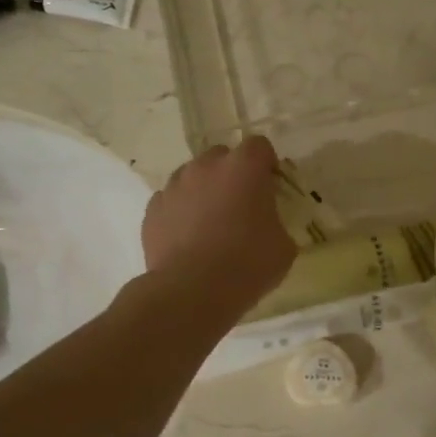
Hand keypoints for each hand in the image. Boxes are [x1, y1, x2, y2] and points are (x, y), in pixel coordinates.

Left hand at [142, 136, 296, 320]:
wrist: (192, 290)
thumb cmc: (248, 264)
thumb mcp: (283, 246)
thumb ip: (276, 223)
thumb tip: (268, 226)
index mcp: (244, 167)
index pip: (259, 146)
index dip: (266, 164)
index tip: (270, 186)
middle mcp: (206, 166)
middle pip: (222, 156)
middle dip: (232, 174)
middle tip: (240, 205)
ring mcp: (175, 186)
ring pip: (192, 176)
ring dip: (203, 191)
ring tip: (209, 224)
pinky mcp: (152, 209)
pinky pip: (171, 201)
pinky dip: (180, 212)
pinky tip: (187, 239)